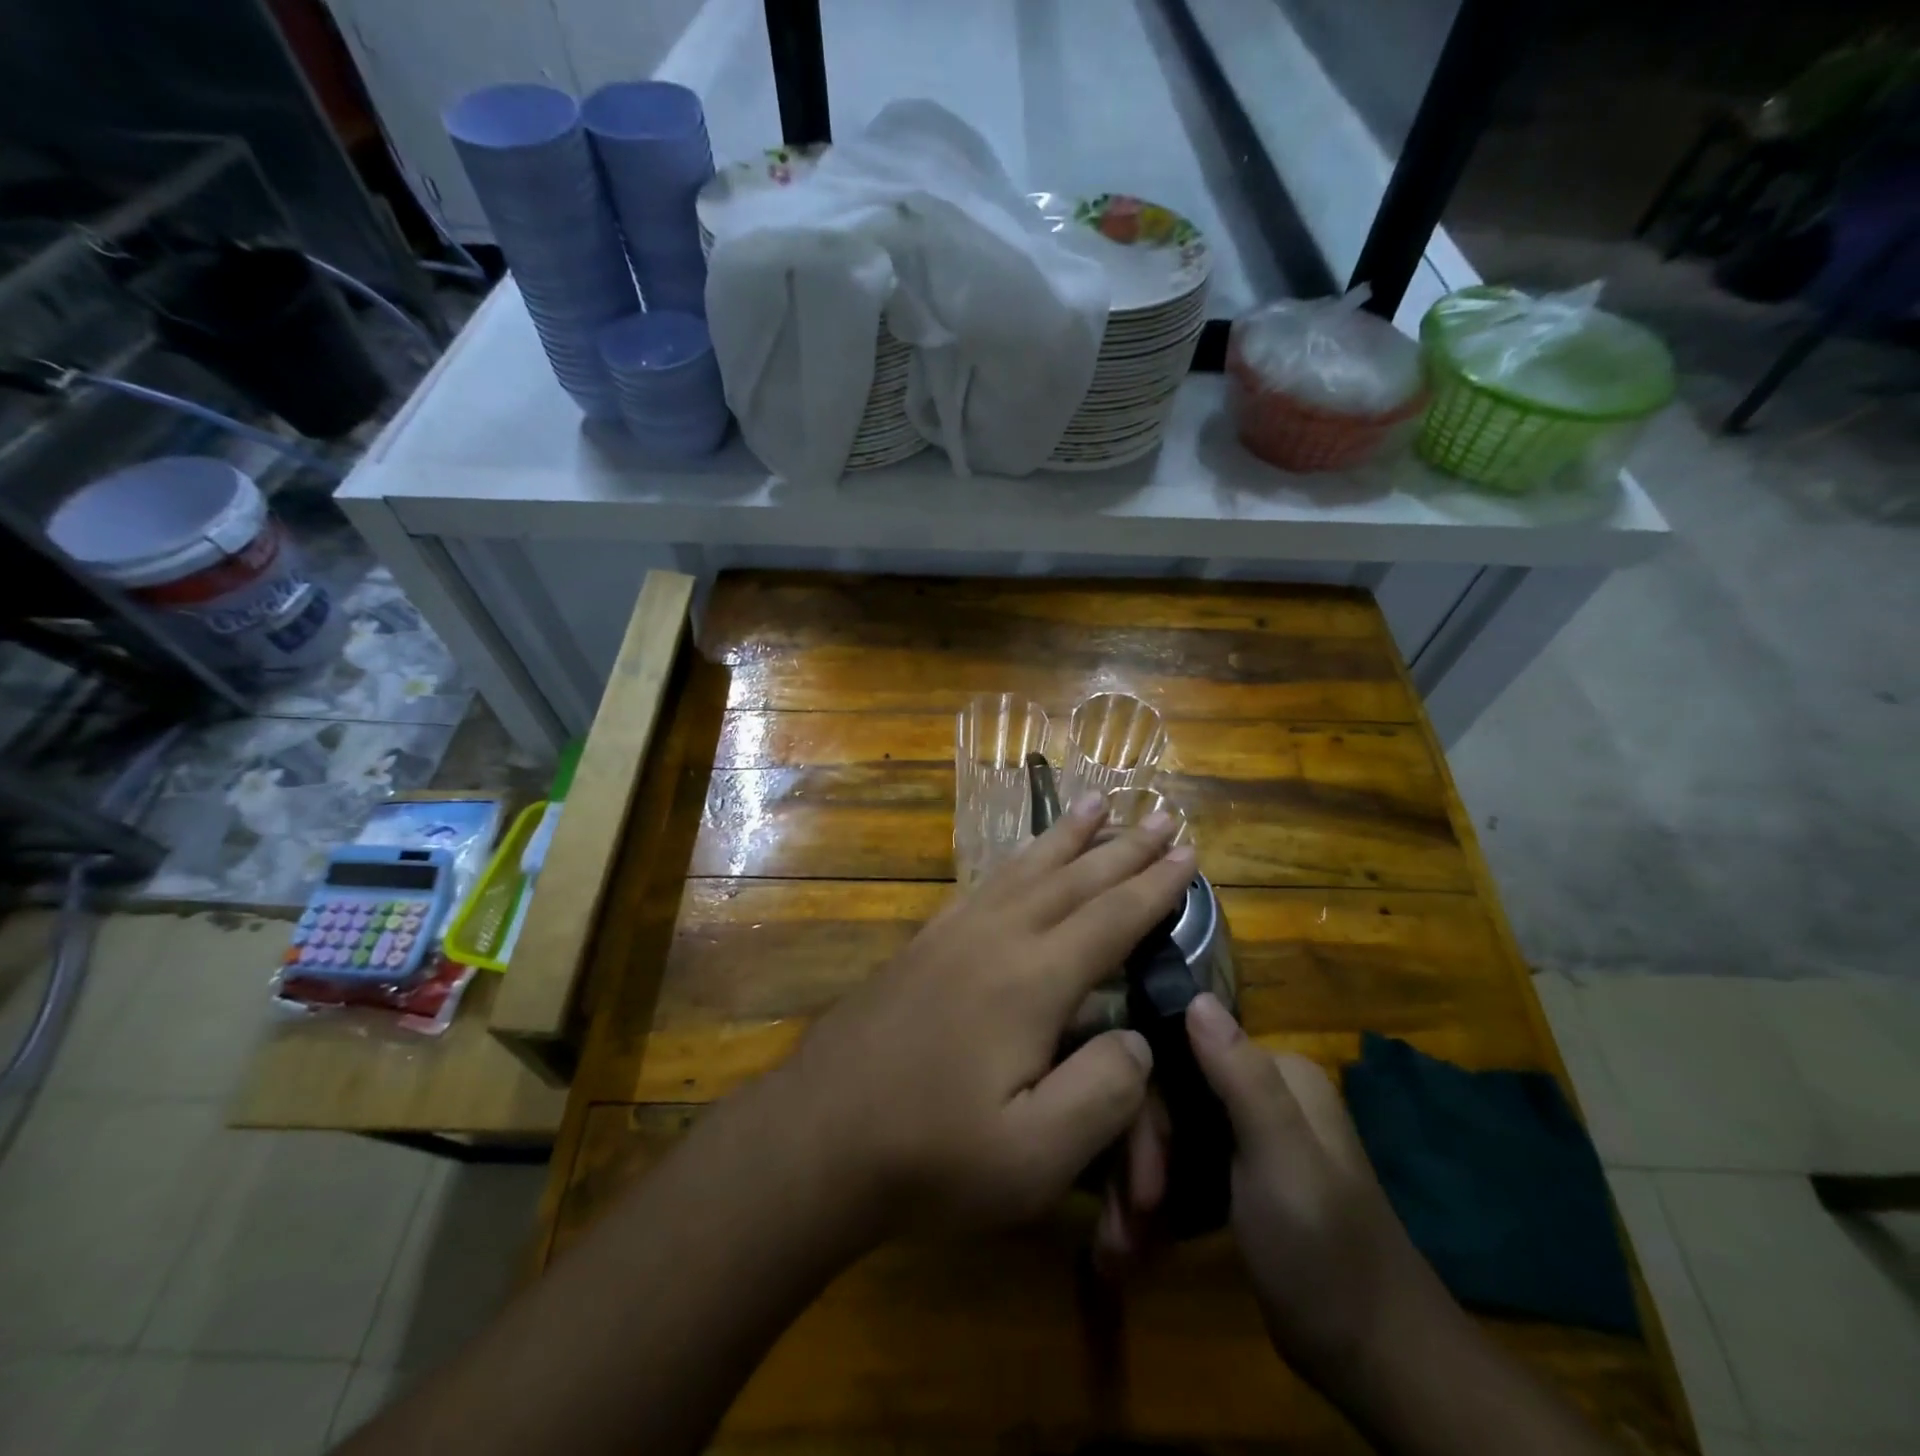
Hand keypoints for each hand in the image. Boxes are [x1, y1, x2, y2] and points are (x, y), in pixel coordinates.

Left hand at [774, 792, 1194, 1236]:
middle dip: (1123, 847)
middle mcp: (996, 937)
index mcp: (1032, 981)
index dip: (1155, 886)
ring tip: (1096, 802)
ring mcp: (953, 934)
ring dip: (1067, 836)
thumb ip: (1102, 1093)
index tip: (1188, 851)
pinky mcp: (924, 943)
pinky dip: (1016, 860)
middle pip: (1074, 879)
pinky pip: (984, 883)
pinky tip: (1020, 859)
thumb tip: (1136, 1037)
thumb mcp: (1033, 1156)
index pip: (1111, 919)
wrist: (817, 1136)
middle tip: (1161, 814)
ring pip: (1025, 869)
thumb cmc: (930, 1155)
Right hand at [1098, 995, 1430, 1375]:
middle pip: (1172, 1098)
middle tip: (1131, 1220)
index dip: (1148, 1111)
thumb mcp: (1282, 1161)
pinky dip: (1159, 1199)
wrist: (1376, 1361)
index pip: (1181, 1057)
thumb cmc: (1325, 1253)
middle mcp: (1261, 1089)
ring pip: (1170, 1133)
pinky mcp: (1238, 1174)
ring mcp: (1249, 1133)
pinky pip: (1182, 1165)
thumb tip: (1195, 996)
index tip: (1139, 1181)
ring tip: (1124, 1242)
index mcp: (1277, 1072)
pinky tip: (1139, 1237)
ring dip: (1141, 1184)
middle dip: (1142, 1158)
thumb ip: (1242, 1078)